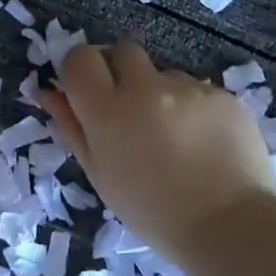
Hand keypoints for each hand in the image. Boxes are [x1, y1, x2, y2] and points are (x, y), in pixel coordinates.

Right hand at [40, 41, 275, 261]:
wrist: (229, 225)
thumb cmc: (151, 211)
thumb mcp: (99, 174)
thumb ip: (71, 126)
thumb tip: (47, 91)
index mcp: (107, 110)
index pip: (80, 57)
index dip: (80, 69)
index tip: (87, 91)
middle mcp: (145, 87)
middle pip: (122, 50)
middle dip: (120, 70)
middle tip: (130, 109)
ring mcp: (187, 87)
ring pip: (162, 72)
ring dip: (159, 92)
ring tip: (175, 136)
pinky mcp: (221, 93)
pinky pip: (196, 89)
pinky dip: (193, 107)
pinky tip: (203, 142)